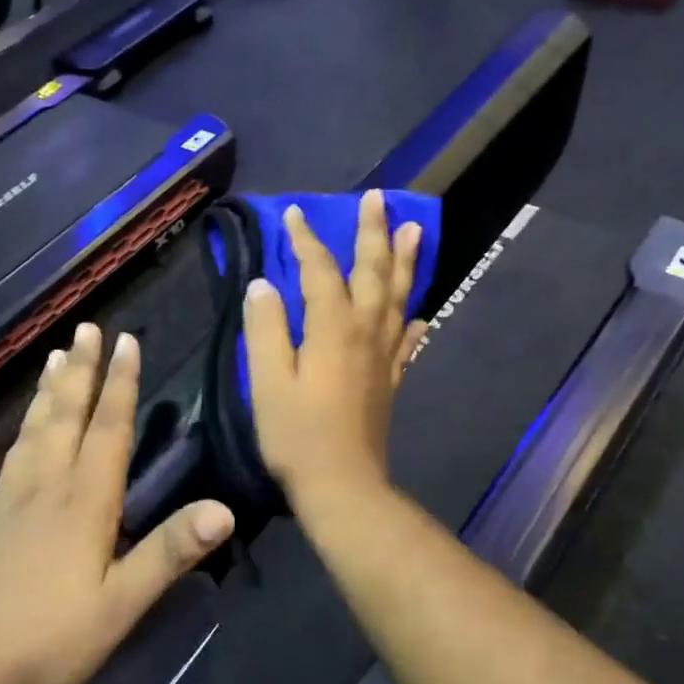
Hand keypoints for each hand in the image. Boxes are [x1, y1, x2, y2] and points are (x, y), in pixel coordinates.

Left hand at [0, 324, 234, 683]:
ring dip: (42, 394)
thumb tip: (224, 508)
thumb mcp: (121, 605)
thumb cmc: (47, 644)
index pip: (109, 430)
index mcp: (84, 504)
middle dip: (81, 372)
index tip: (127, 342)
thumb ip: (170, 552)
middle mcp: (42, 489)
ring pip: (26, 435)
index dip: (121, 384)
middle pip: (65, 418)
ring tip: (52, 356)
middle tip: (87, 329)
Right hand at [242, 190, 427, 512]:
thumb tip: (263, 285)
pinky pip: (407, 340)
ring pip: (398, 297)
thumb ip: (265, 329)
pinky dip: (413, 320)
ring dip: (405, 261)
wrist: (343, 485)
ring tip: (414, 229)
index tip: (296, 213)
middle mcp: (365, 332)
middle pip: (373, 272)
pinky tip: (421, 313)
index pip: (320, 271)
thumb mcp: (268, 381)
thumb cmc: (297, 434)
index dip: (307, 240)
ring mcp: (384, 356)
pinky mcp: (391, 380)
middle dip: (374, 232)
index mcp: (333, 328)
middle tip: (380, 198)